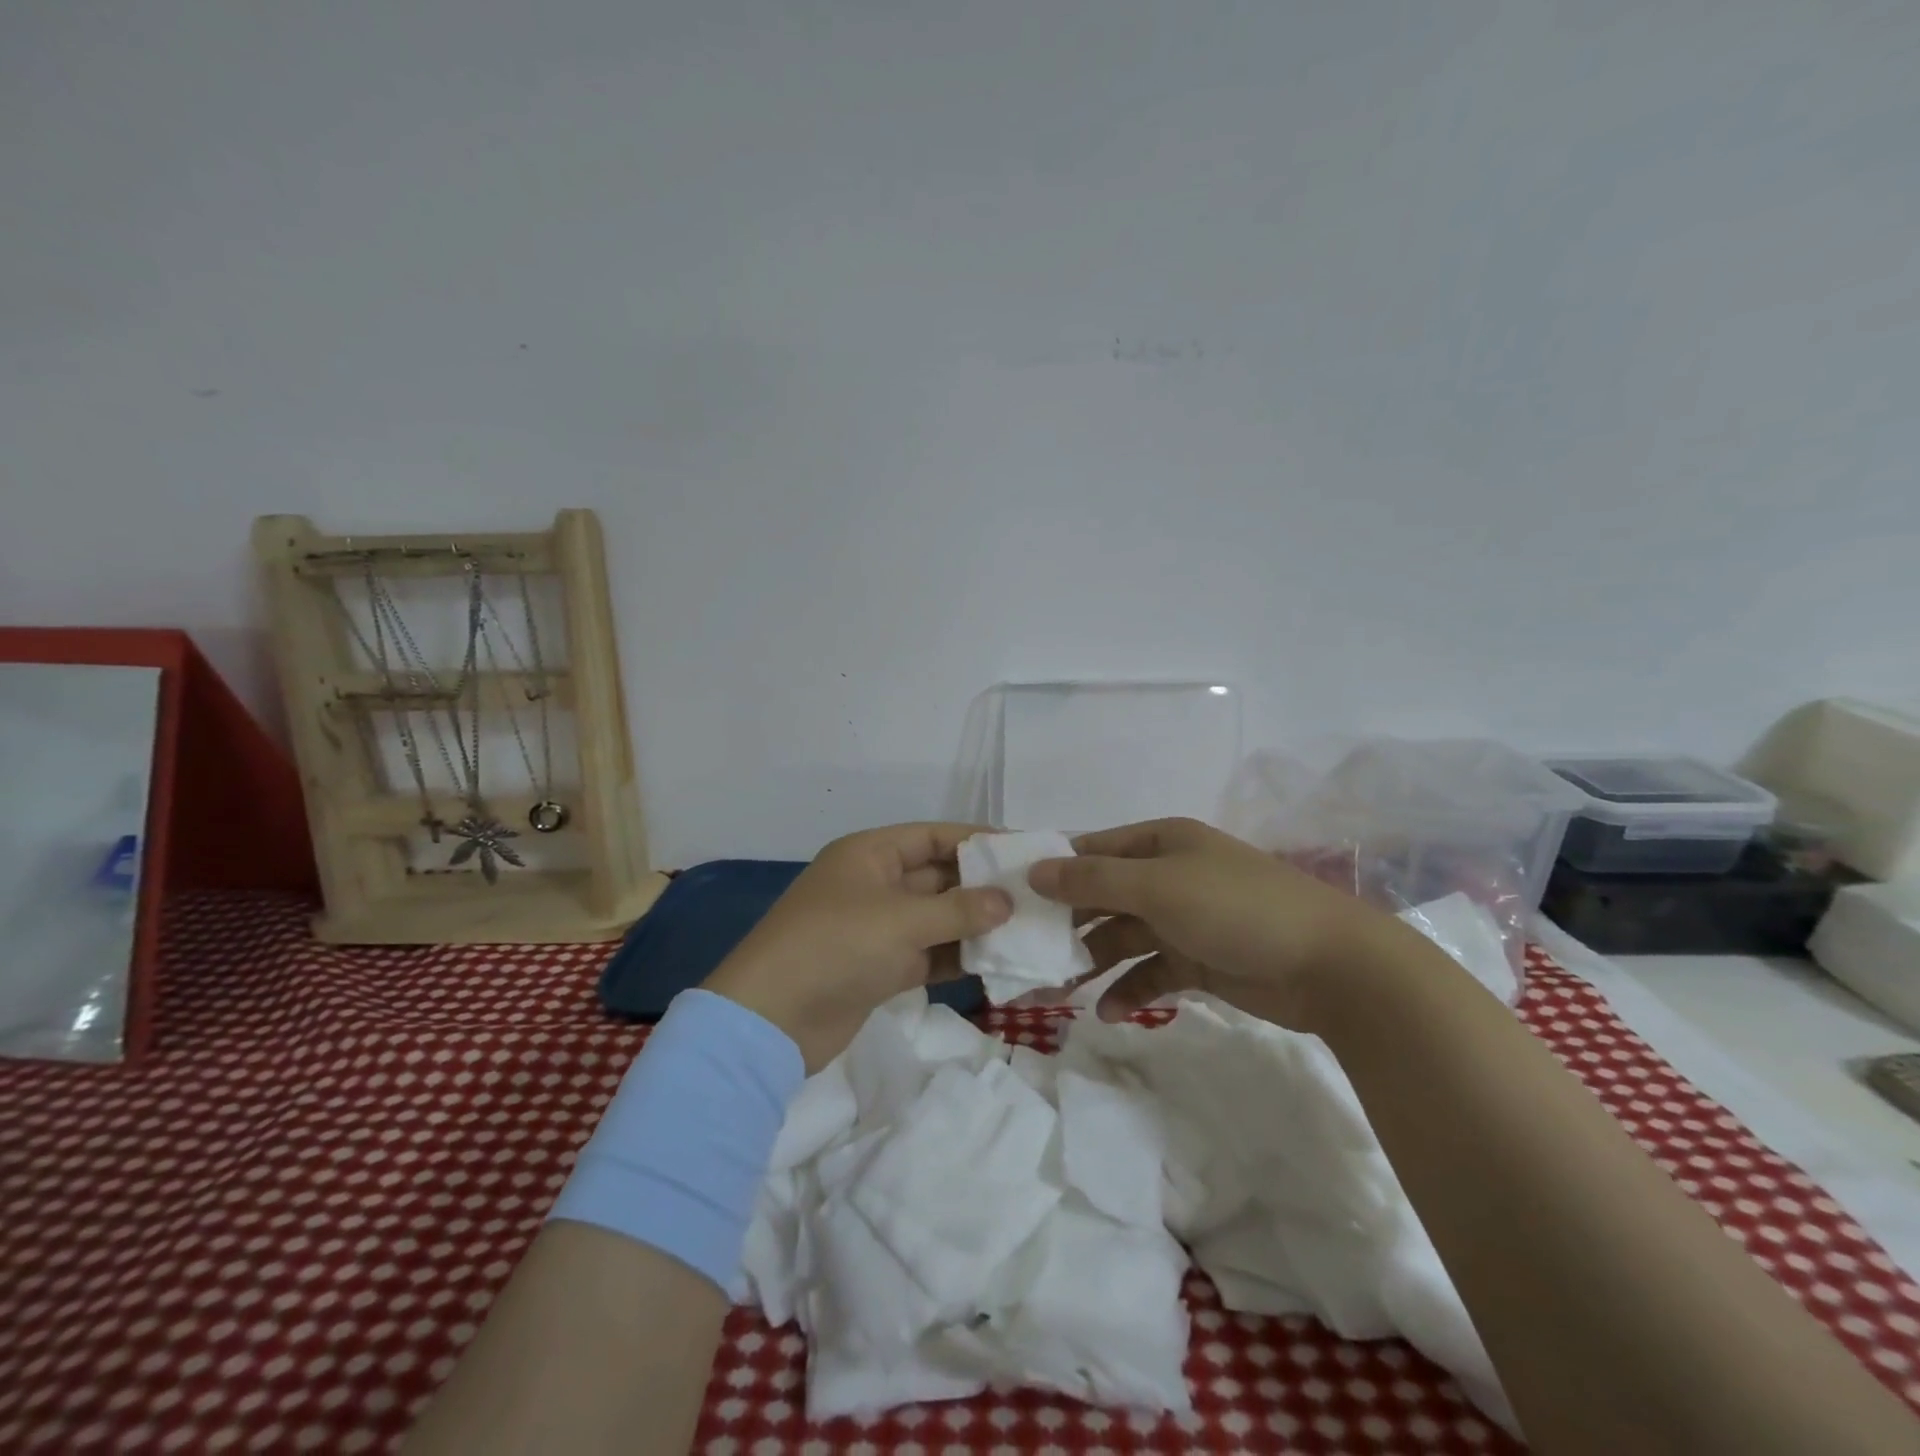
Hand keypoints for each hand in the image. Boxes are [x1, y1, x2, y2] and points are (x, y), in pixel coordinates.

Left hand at [703, 824, 1013, 1071]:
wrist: (771, 1020)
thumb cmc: (836, 946)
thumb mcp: (901, 920)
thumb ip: (958, 909)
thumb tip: (1006, 901)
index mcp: (870, 854)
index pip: (933, 836)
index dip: (977, 840)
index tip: (1022, 850)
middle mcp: (875, 884)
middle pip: (938, 876)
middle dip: (982, 885)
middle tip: (1035, 894)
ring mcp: (877, 927)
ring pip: (937, 917)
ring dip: (975, 924)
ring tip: (1027, 928)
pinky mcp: (880, 967)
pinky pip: (929, 952)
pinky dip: (958, 956)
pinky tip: (997, 962)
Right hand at [1027, 817, 1398, 1027]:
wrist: (1332, 966)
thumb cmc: (1237, 909)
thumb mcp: (1159, 887)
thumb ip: (1094, 880)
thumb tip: (1034, 870)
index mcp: (1161, 842)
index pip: (1092, 849)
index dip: (1053, 870)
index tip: (1011, 897)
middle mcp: (1169, 875)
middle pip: (1103, 897)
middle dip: (1067, 925)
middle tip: (1026, 955)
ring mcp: (1185, 920)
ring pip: (1123, 938)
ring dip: (1093, 963)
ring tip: (1056, 993)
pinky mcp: (1200, 962)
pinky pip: (1151, 972)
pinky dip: (1130, 991)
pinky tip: (1108, 1012)